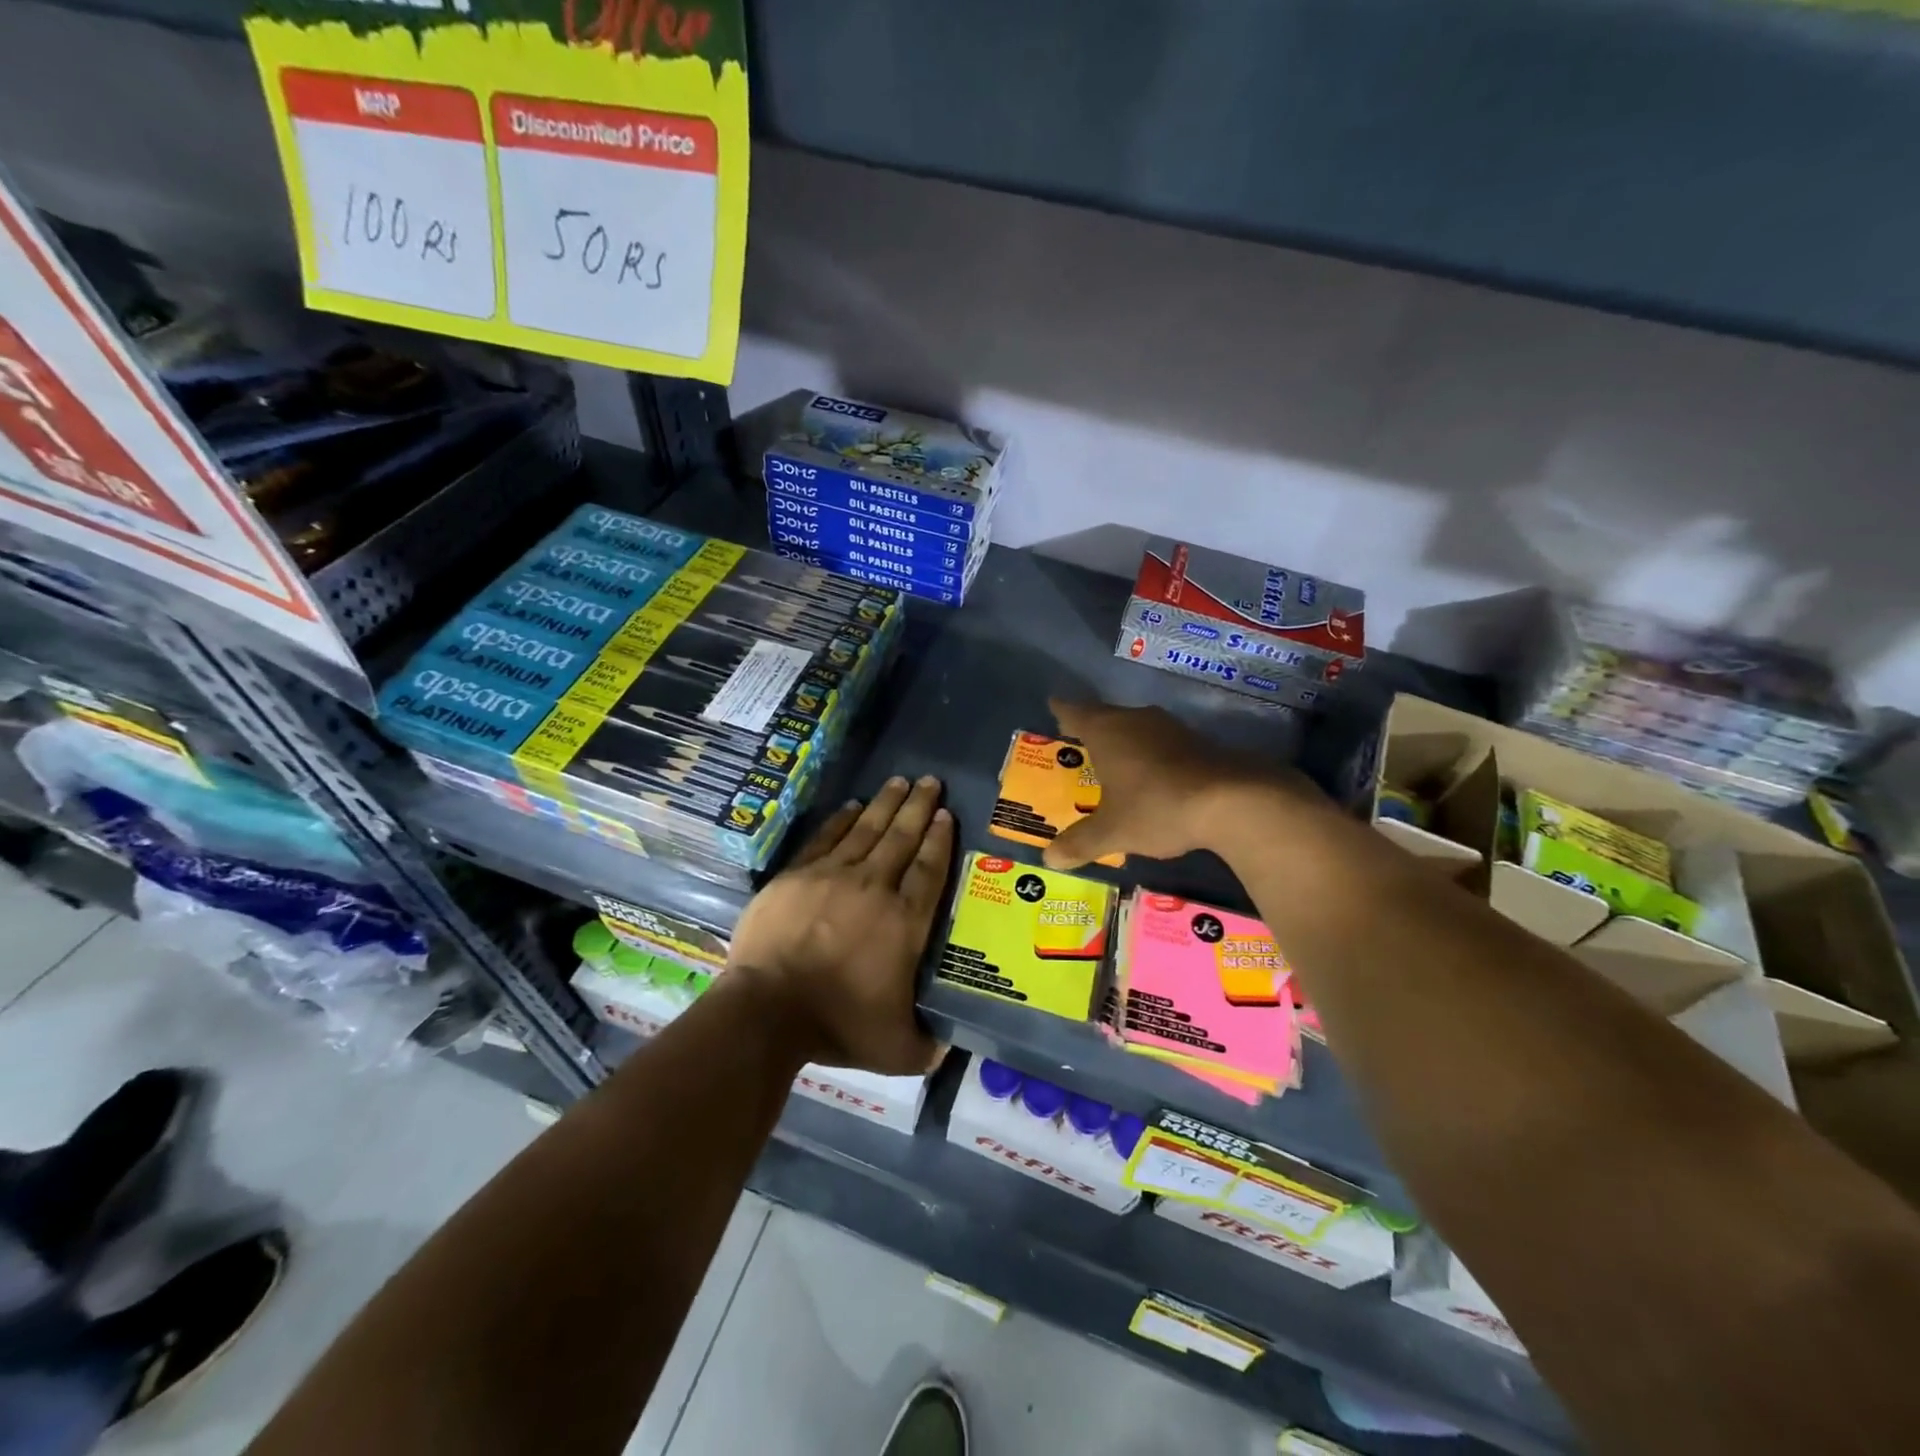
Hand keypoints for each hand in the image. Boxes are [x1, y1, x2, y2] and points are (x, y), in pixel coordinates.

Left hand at [728, 776, 953, 1073]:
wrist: (767, 1010)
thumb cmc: (836, 1025)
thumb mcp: (895, 1048)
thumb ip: (926, 1044)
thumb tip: (950, 1046)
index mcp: (904, 922)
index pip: (929, 870)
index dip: (940, 840)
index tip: (946, 815)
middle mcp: (875, 888)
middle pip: (902, 838)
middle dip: (918, 807)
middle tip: (930, 781)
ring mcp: (833, 876)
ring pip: (867, 830)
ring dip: (886, 804)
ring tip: (900, 781)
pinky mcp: (797, 876)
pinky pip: (826, 838)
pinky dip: (842, 820)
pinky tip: (853, 807)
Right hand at [1045, 698, 1314, 868]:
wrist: (1233, 800)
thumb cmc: (1157, 806)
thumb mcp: (1113, 831)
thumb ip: (1080, 842)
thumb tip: (1048, 859)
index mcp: (1106, 731)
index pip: (1075, 712)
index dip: (1062, 710)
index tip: (1053, 706)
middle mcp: (1135, 720)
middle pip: (1106, 716)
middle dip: (1092, 728)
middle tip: (1077, 740)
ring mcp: (1169, 728)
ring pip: (1136, 727)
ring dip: (1124, 740)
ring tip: (1113, 759)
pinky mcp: (1198, 742)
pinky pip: (1161, 742)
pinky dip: (1150, 754)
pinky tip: (1152, 775)